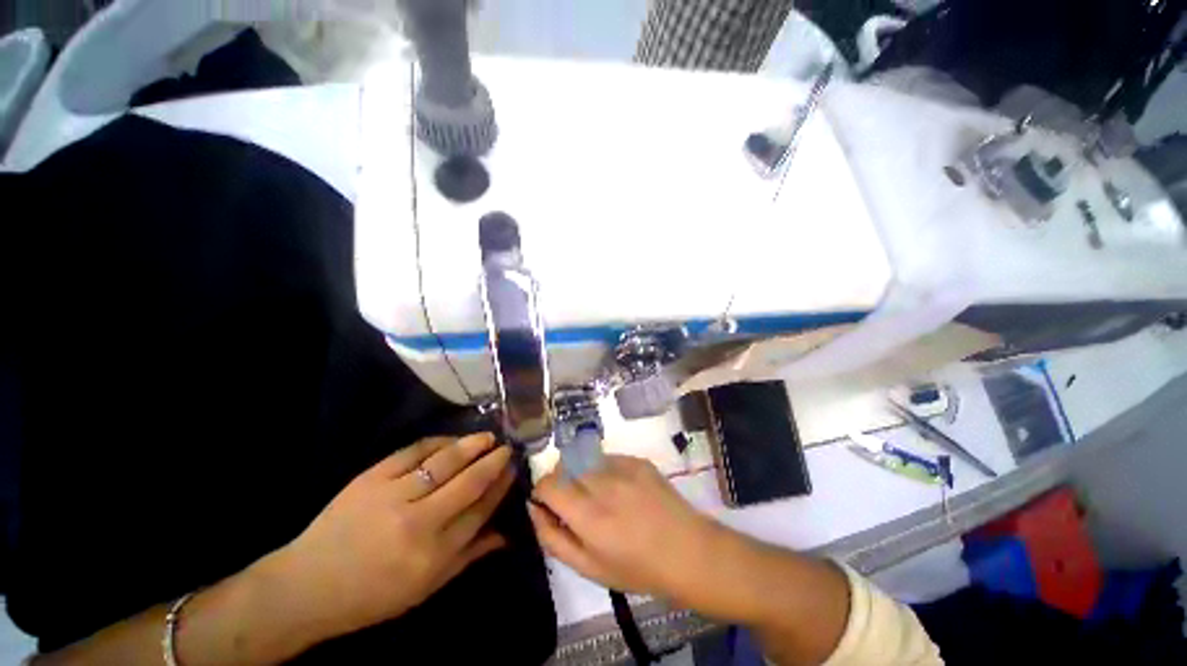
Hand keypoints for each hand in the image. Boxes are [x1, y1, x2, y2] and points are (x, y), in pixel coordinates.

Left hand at [268, 433, 514, 641]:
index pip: (479, 510)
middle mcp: (418, 522)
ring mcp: (394, 495)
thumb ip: (467, 558)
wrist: (308, 585)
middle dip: (493, 462)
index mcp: (433, 554)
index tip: (512, 471)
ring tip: (488, 437)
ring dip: (472, 445)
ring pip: (445, 461)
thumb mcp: (424, 589)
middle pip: (469, 482)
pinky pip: (414, 451)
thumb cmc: (371, 595)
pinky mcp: (372, 477)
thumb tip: (504, 536)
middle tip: (507, 448)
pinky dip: (438, 442)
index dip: (500, 487)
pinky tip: (451, 440)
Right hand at [528, 455, 720, 605]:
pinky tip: (619, 489)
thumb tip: (534, 508)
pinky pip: (607, 457)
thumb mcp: (589, 568)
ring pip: (584, 457)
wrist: (687, 551)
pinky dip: (602, 469)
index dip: (542, 492)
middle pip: (564, 465)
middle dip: (560, 481)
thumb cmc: (636, 568)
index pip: (548, 483)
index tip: (549, 504)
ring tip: (598, 495)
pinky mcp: (637, 460)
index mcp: (588, 514)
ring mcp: (622, 467)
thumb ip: (553, 537)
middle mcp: (602, 483)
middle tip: (573, 502)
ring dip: (580, 472)